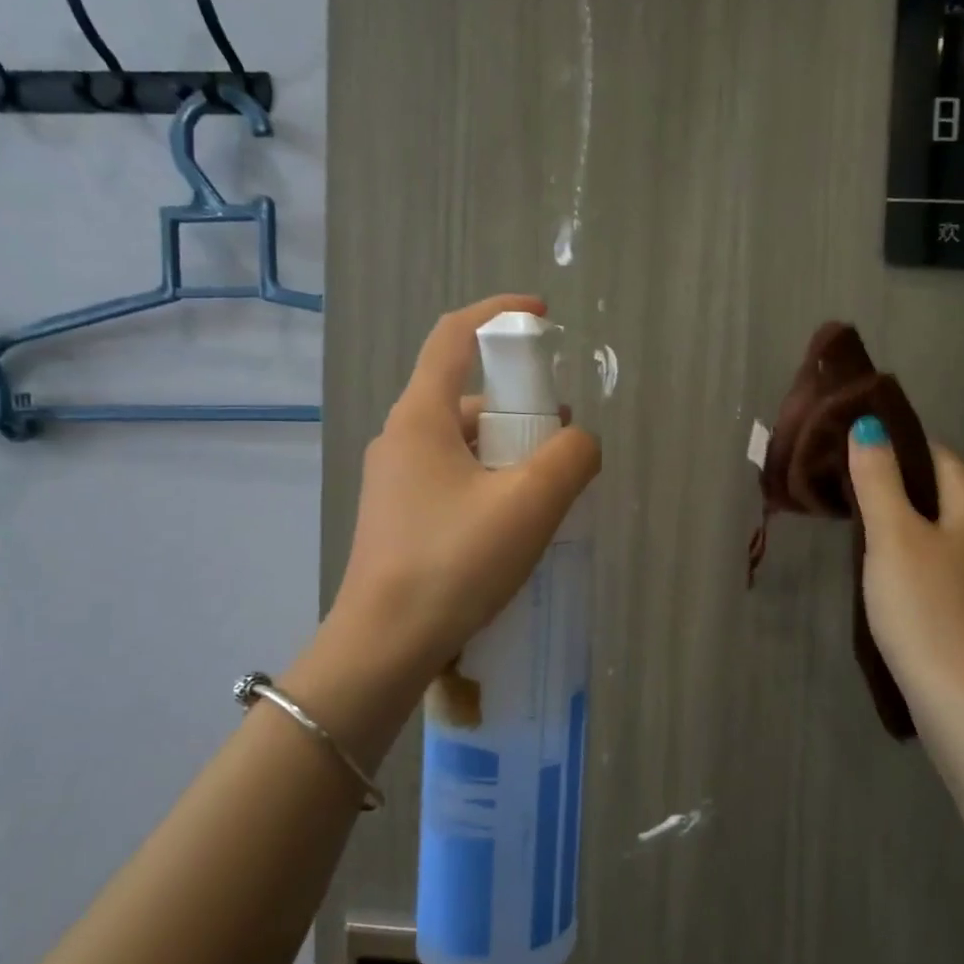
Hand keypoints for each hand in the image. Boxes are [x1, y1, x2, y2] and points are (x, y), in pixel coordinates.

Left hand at [293, 296, 600, 726]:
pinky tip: (515, 522)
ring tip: (547, 491)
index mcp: (420, 418)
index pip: (453, 337)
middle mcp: (400, 439)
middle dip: (520, 406)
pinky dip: (491, 482)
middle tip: (562, 441)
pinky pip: (454, 477)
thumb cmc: (453, 563)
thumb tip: (579, 442)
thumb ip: (570, 458)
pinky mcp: (399, 517)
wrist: (383, 648)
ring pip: (463, 442)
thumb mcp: (529, 504)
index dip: (497, 315)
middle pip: (466, 396)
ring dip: (508, 451)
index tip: (541, 317)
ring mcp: (394, 481)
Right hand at [848, 422, 963, 712]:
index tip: (855, 462)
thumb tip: (870, 426)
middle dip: (900, 491)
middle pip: (943, 494)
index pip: (937, 456)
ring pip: (947, 533)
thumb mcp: (892, 535)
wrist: (960, 694)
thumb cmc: (923, 604)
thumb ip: (878, 478)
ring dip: (910, 529)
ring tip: (867, 542)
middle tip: (852, 503)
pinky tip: (898, 585)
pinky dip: (924, 563)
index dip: (895, 451)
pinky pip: (950, 568)